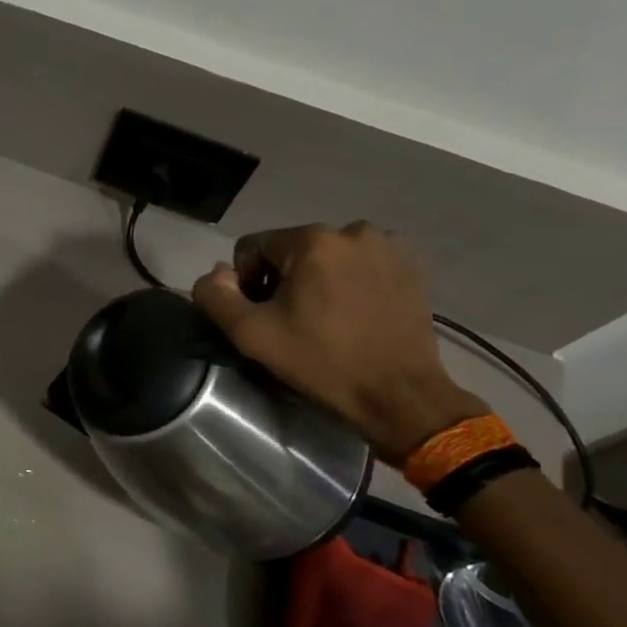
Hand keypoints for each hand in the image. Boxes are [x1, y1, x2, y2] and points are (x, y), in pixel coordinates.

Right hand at [191, 223, 486, 463]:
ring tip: (325, 320)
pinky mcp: (411, 267)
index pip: (253, 247)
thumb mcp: (251, 334)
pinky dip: (349, 283)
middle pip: (292, 250)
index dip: (246, 282)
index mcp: (312, 239)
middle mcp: (352, 231)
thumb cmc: (321, 362)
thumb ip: (215, 296)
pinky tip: (353, 315)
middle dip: (283, 281)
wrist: (398, 395)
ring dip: (317, 281)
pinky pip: (360, 265)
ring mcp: (388, 246)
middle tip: (292, 323)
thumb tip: (216, 275)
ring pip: (327, 257)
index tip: (264, 318)